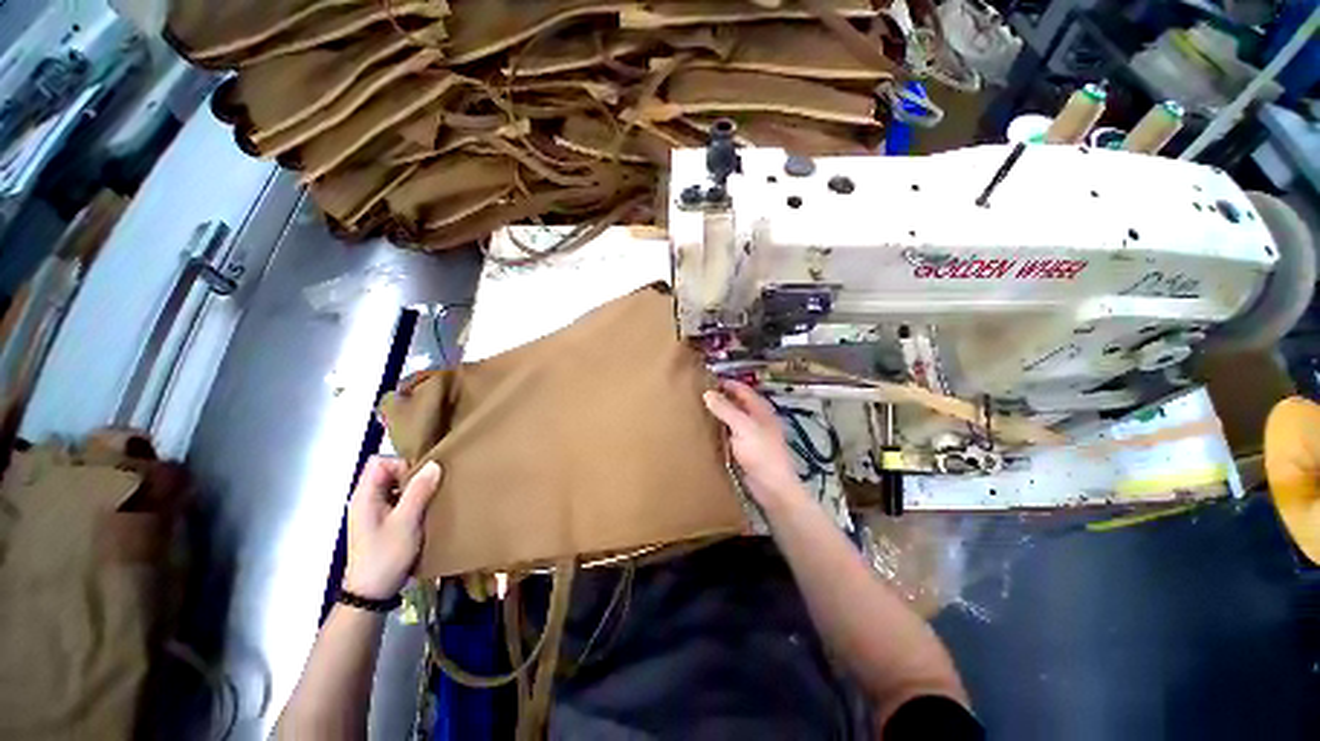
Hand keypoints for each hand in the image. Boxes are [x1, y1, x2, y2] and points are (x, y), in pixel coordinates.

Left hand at [342, 457, 441, 599]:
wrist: (371, 593)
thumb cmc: (386, 555)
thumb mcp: (406, 522)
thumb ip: (419, 491)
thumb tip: (434, 464)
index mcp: (364, 496)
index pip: (379, 462)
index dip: (401, 464)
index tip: (420, 477)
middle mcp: (365, 500)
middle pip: (387, 472)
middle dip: (411, 475)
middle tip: (431, 487)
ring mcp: (372, 512)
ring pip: (394, 486)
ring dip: (413, 489)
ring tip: (431, 498)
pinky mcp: (380, 522)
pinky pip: (396, 500)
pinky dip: (411, 500)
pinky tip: (424, 511)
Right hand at [703, 380, 802, 509]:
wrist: (772, 486)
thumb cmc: (761, 453)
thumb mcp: (743, 427)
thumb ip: (726, 409)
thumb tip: (707, 393)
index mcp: (760, 409)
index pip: (741, 389)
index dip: (726, 383)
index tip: (705, 379)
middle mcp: (756, 418)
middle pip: (736, 402)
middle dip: (720, 397)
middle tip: (697, 394)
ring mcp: (750, 434)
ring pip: (732, 418)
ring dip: (718, 413)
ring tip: (697, 409)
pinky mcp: (744, 448)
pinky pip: (729, 433)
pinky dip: (718, 428)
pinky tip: (705, 430)